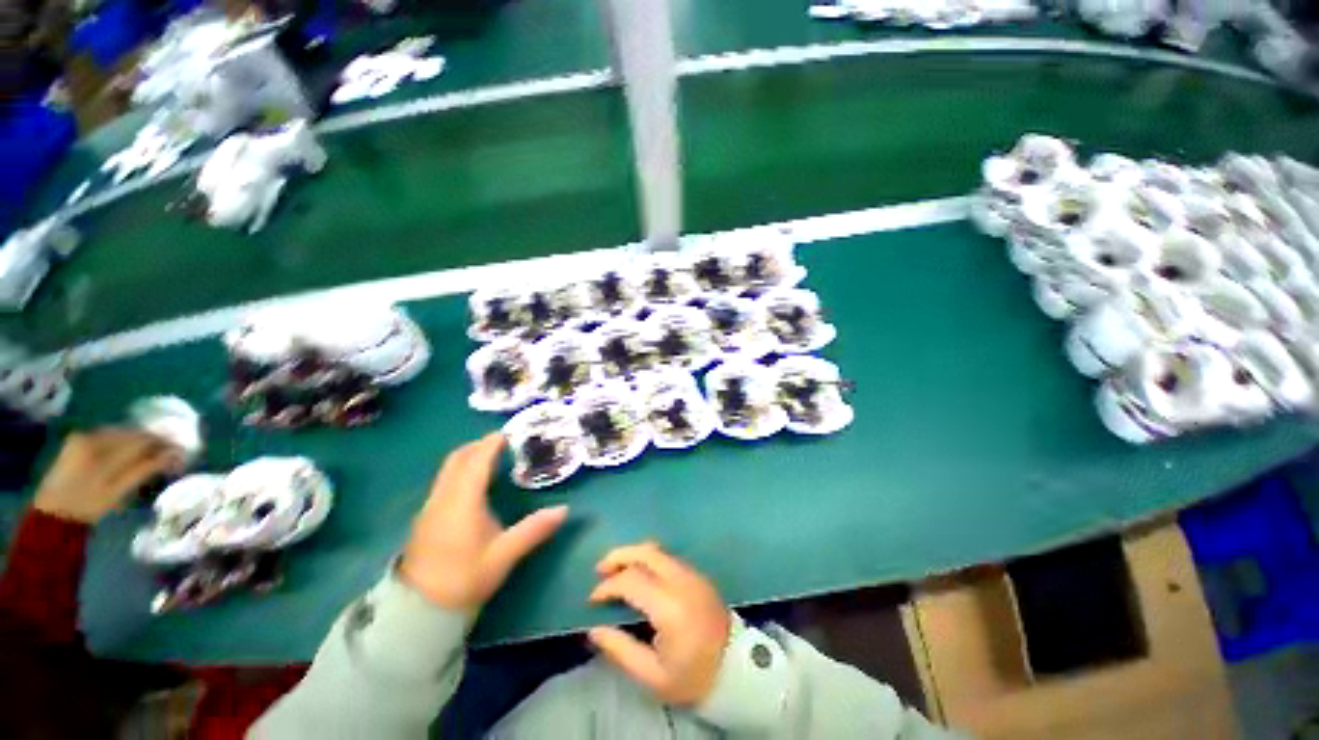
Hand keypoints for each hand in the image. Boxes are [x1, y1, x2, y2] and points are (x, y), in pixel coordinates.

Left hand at [35, 429, 182, 523]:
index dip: (162, 443)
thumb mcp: (119, 491)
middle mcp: (91, 435)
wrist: (54, 512)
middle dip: (151, 441)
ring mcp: (82, 436)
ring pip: (119, 432)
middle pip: (129, 432)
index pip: (140, 438)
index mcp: (101, 448)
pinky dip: (122, 442)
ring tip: (151, 453)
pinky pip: (107, 436)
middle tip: (169, 453)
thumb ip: (145, 469)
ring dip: (137, 441)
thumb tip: (175, 453)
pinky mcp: (77, 439)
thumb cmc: (89, 505)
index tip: (180, 451)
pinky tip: (128, 452)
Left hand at [400, 434, 568, 614]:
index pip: (477, 462)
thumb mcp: (504, 555)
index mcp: (463, 502)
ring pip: (447, 470)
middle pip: (457, 460)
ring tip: (489, 458)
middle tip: (500, 443)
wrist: (419, 611)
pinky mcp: (425, 518)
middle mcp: (443, 498)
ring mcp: (430, 508)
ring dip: (467, 458)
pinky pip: (444, 482)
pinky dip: (460, 471)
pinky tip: (473, 484)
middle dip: (477, 446)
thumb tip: (564, 510)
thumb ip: (534, 529)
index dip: (491, 445)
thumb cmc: (464, 579)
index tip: (506, 433)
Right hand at [588, 542, 731, 706]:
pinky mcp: (698, 574)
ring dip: (633, 554)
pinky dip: (648, 559)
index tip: (593, 600)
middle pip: (645, 552)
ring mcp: (692, 574)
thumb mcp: (652, 675)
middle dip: (619, 555)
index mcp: (670, 606)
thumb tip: (594, 630)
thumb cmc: (693, 676)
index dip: (608, 587)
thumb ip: (621, 650)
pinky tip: (639, 574)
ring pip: (657, 550)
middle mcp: (682, 581)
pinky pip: (668, 557)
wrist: (736, 669)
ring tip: (616, 569)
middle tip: (600, 569)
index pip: (631, 581)